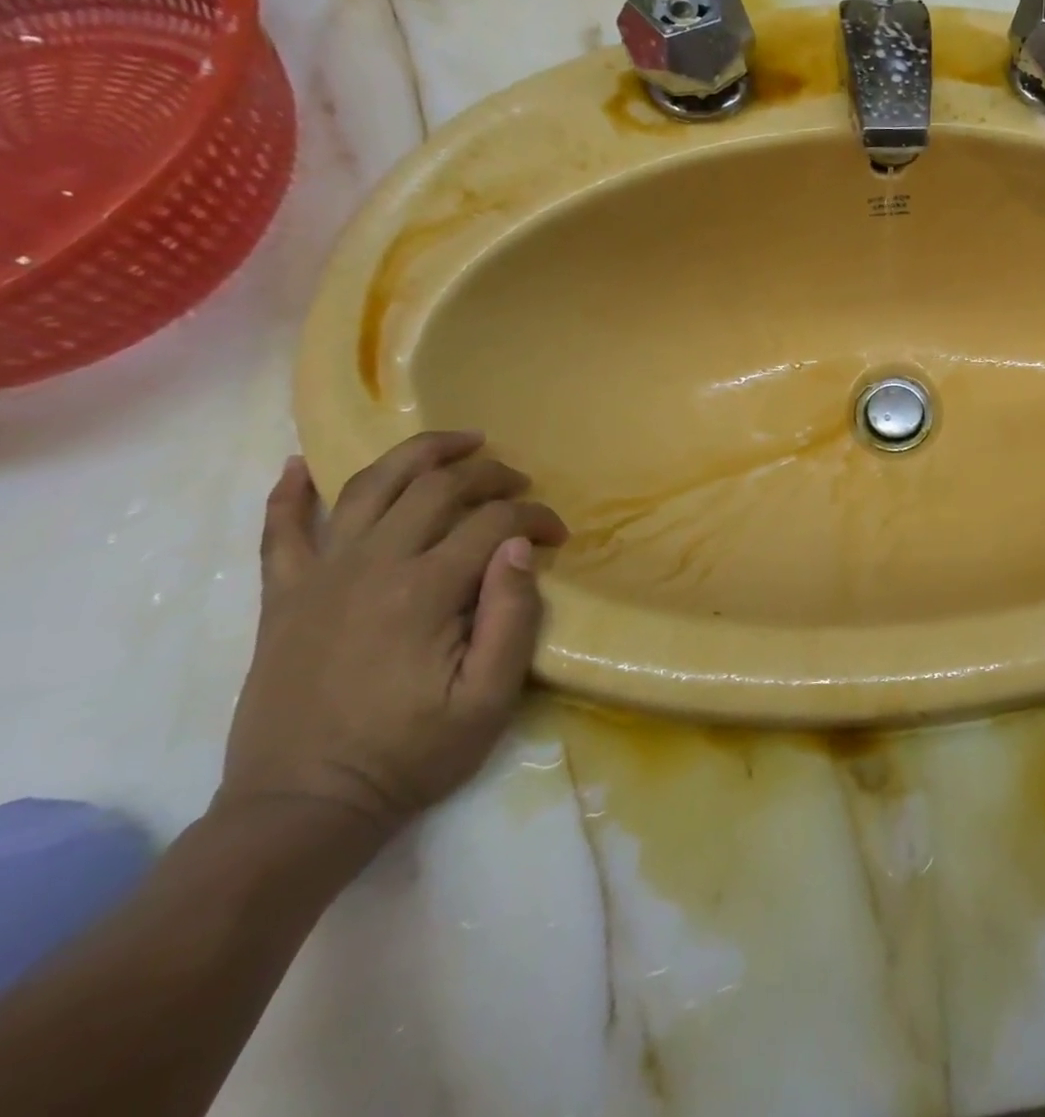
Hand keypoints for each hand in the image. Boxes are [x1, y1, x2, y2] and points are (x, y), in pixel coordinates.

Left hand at [221, 432, 567, 836]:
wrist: (304, 807)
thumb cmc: (411, 754)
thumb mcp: (489, 699)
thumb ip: (512, 616)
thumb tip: (521, 547)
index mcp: (424, 591)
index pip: (494, 522)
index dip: (536, 518)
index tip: (559, 536)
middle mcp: (370, 566)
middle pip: (435, 487)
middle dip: (489, 473)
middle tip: (520, 483)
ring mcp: (318, 577)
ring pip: (368, 487)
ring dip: (416, 454)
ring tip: (458, 442)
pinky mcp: (283, 597)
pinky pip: (280, 531)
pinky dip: (289, 494)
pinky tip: (300, 466)